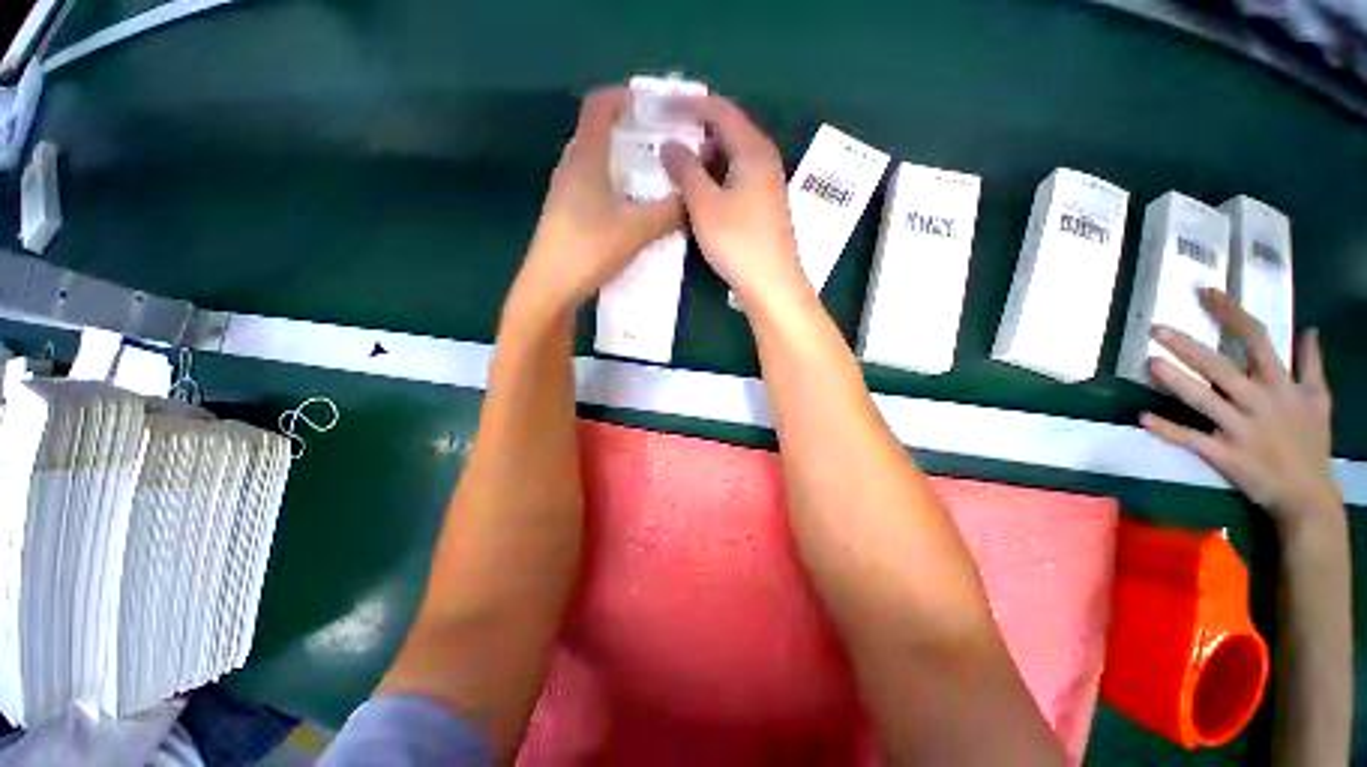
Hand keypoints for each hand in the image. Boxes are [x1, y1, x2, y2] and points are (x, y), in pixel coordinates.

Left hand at [514, 87, 683, 312]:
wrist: (550, 288)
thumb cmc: (589, 249)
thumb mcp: (637, 230)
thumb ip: (670, 212)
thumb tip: (697, 199)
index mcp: (585, 157)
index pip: (599, 105)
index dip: (625, 95)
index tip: (655, 104)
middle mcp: (571, 167)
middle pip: (599, 132)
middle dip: (632, 132)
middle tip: (664, 144)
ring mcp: (566, 192)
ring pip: (598, 163)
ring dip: (625, 163)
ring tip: (654, 176)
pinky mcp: (568, 215)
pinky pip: (595, 187)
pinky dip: (617, 187)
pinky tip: (634, 209)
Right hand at [661, 96, 811, 313]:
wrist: (772, 284)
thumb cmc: (738, 241)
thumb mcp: (704, 204)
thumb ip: (685, 170)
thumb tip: (670, 144)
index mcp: (753, 150)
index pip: (721, 111)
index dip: (690, 105)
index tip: (662, 106)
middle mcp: (764, 160)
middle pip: (729, 132)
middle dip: (697, 133)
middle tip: (667, 141)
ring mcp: (767, 185)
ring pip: (732, 159)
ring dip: (705, 160)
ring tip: (678, 171)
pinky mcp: (764, 207)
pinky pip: (737, 180)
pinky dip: (716, 180)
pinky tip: (701, 196)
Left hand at [1142, 288, 1339, 526]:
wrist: (1307, 495)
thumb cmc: (1311, 444)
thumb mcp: (1320, 400)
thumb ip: (1312, 364)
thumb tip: (1310, 329)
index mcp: (1281, 385)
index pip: (1257, 339)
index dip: (1231, 314)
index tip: (1204, 293)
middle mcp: (1259, 401)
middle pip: (1221, 367)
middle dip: (1189, 347)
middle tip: (1156, 329)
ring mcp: (1241, 429)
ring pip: (1204, 400)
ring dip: (1176, 382)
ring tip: (1150, 363)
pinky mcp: (1225, 454)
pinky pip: (1192, 439)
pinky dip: (1168, 429)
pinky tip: (1143, 418)